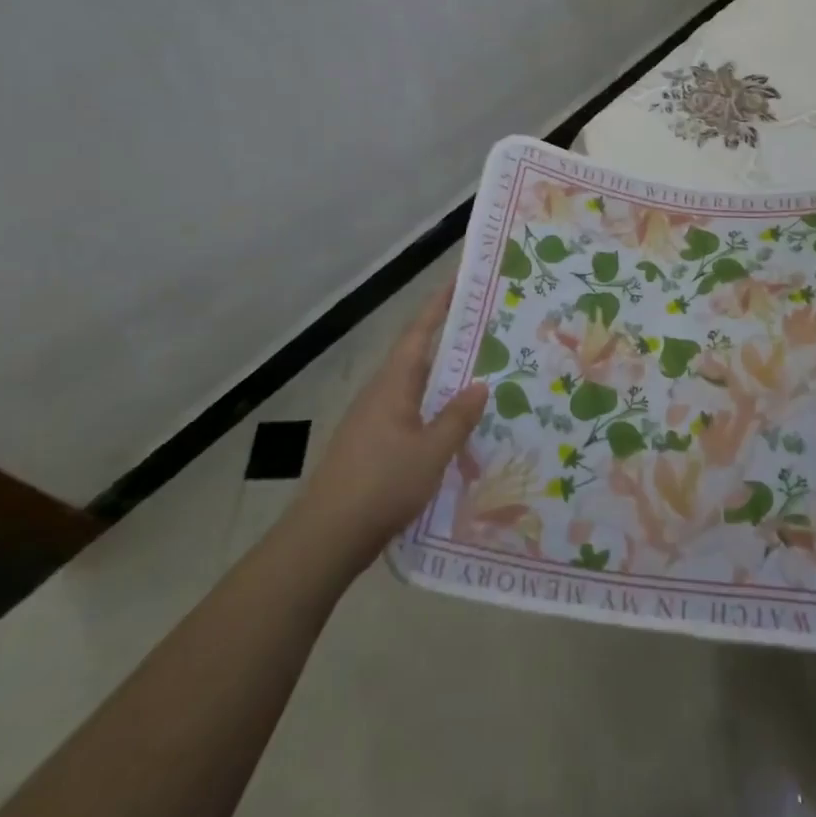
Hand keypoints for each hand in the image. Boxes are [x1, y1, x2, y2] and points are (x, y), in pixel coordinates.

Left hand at [293, 280, 487, 569]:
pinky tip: (456, 426)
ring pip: (417, 387)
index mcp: (393, 383)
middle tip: (489, 328)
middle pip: (420, 355)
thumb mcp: (431, 452)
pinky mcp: (374, 445)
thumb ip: (458, 418)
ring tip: (482, 374)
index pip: (420, 331)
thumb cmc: (381, 485)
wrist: (326, 537)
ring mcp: (375, 419)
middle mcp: (382, 393)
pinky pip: (412, 413)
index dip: (440, 303)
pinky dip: (436, 409)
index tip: (461, 279)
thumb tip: (481, 384)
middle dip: (451, 339)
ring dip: (446, 378)